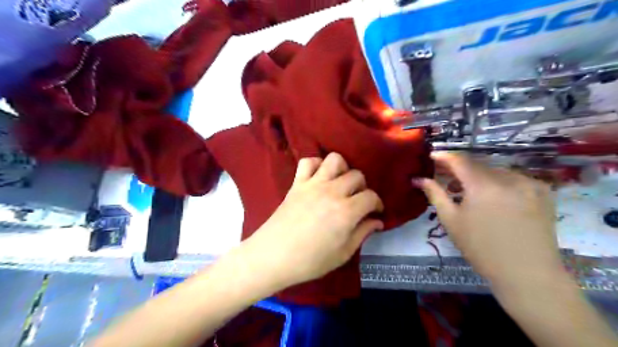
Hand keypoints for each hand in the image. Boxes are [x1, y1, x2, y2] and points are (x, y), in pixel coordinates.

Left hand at [246, 153, 381, 287]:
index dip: (377, 204)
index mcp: (347, 212)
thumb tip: (377, 221)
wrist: (273, 256)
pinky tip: (319, 177)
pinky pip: (308, 162)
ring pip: (335, 160)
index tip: (375, 212)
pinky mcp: (297, 183)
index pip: (371, 197)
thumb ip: (362, 233)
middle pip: (357, 176)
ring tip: (340, 184)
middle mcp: (332, 192)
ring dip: (342, 169)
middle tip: (357, 200)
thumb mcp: (343, 253)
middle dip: (362, 187)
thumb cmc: (310, 261)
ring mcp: (313, 184)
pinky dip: (316, 165)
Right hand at [415, 153, 562, 296]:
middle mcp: (508, 178)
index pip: (459, 160)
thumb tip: (419, 179)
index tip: (432, 156)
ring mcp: (529, 183)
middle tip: (445, 178)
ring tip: (468, 192)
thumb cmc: (481, 248)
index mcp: (483, 185)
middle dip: (459, 168)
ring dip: (479, 176)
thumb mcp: (451, 220)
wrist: (527, 273)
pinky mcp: (543, 192)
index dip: (444, 156)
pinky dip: (499, 182)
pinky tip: (494, 198)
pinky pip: (513, 178)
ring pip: (495, 171)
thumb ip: (434, 194)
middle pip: (477, 164)